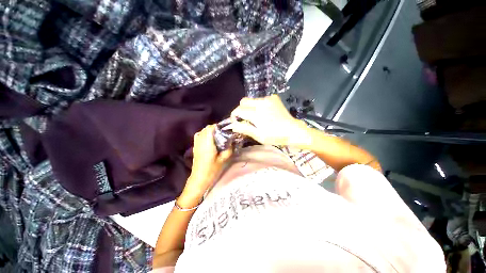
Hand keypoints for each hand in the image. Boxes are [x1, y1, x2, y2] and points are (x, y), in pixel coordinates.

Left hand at [179, 125, 231, 206]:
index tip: (226, 128)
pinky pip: (199, 135)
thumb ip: (229, 149)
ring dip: (210, 131)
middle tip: (224, 132)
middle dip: (215, 128)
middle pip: (206, 128)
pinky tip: (210, 139)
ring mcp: (196, 144)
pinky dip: (205, 134)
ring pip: (202, 131)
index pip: (210, 128)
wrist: (199, 178)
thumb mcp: (223, 160)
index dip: (218, 126)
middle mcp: (200, 141)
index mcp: (207, 143)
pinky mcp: (195, 147)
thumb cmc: (212, 170)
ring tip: (218, 135)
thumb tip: (232, 141)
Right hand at [230, 95, 310, 146]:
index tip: (235, 121)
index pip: (239, 110)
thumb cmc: (275, 136)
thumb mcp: (258, 136)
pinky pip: (261, 99)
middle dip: (241, 109)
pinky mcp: (273, 98)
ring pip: (252, 100)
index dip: (234, 115)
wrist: (292, 130)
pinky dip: (259, 105)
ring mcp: (268, 99)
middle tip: (245, 118)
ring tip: (256, 116)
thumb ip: (244, 129)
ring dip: (250, 107)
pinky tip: (264, 113)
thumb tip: (232, 125)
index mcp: (257, 114)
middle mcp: (261, 103)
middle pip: (243, 101)